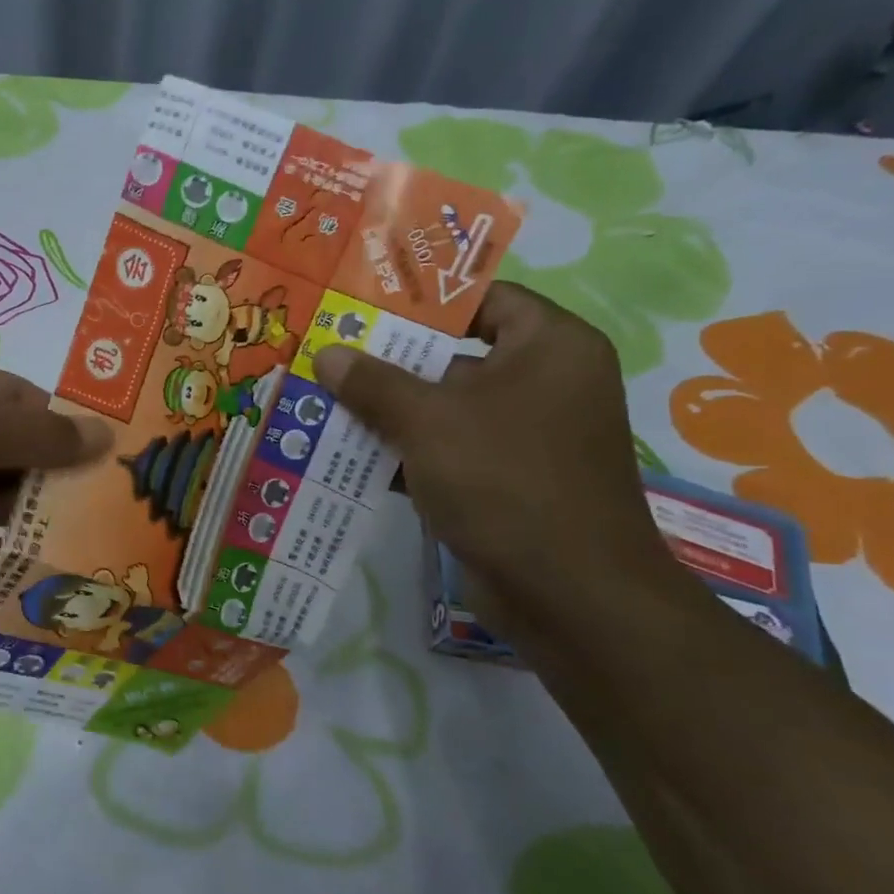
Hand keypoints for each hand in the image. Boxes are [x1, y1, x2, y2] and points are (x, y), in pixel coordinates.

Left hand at [0, 354, 109, 659]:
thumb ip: (36, 432)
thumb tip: (99, 432)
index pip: (14, 393)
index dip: (64, 419)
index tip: (115, 455)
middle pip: (5, 446)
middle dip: (54, 472)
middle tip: (113, 505)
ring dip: (32, 517)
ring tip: (90, 540)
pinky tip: (40, 571)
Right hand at [312, 283, 674, 611]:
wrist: (568, 594)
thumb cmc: (505, 480)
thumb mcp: (428, 421)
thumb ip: (374, 383)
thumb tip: (328, 354)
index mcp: (550, 347)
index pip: (485, 299)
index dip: (425, 301)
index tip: (365, 307)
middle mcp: (546, 384)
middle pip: (456, 356)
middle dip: (391, 361)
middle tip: (331, 354)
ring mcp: (527, 437)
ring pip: (447, 408)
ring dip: (390, 411)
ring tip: (326, 402)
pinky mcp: (507, 481)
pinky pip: (449, 450)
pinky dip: (407, 452)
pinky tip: (350, 455)